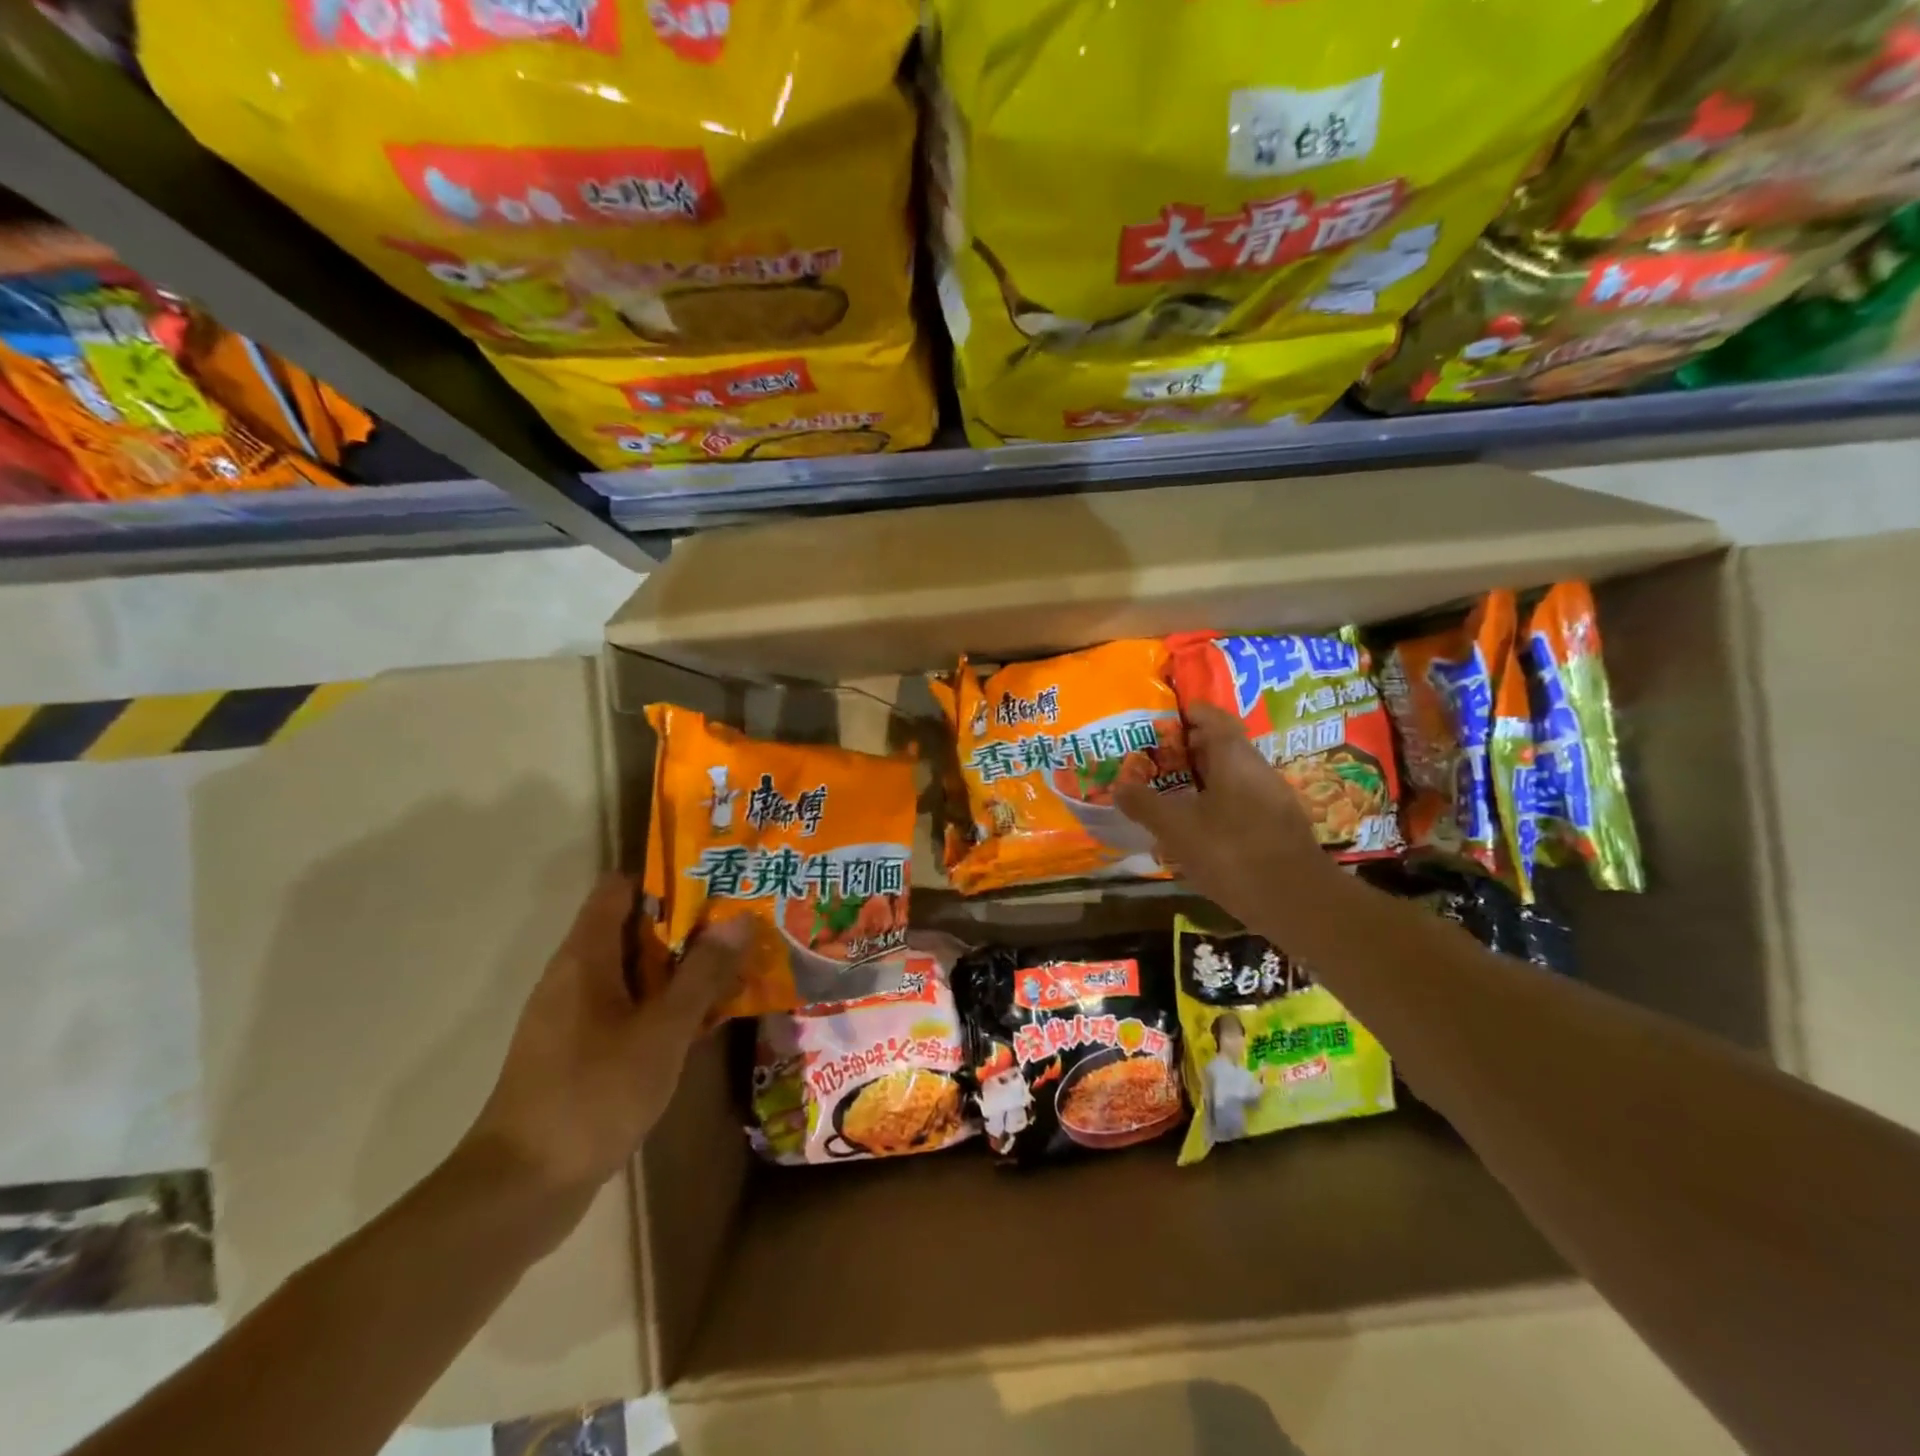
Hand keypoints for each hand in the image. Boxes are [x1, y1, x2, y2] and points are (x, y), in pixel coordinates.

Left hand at [462, 875, 748, 1197]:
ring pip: (635, 972)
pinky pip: (628, 1008)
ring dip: (680, 967)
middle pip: (633, 928)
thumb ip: (702, 974)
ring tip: (735, 964)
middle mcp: (575, 976)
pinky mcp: (580, 1051)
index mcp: (585, 957)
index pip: (620, 888)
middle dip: (687, 924)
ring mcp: (574, 1016)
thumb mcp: (661, 1031)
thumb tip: (739, 920)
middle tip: (742, 923)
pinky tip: (703, 1020)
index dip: (667, 878)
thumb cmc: (592, 1094)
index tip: (716, 882)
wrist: (520, 1189)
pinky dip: (664, 1005)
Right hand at [1116, 702, 1342, 935]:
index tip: (1164, 719)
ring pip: (1233, 777)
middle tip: (1158, 759)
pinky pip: (1243, 802)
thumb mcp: (1177, 829)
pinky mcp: (1279, 827)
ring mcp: (1273, 799)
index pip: (1213, 718)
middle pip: (1223, 747)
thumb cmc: (1232, 852)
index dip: (1190, 713)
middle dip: (1190, 749)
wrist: (1297, 902)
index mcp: (1235, 758)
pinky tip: (1199, 829)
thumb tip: (1118, 785)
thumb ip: (1146, 804)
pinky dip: (1218, 804)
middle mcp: (1258, 770)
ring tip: (1172, 794)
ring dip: (1204, 780)